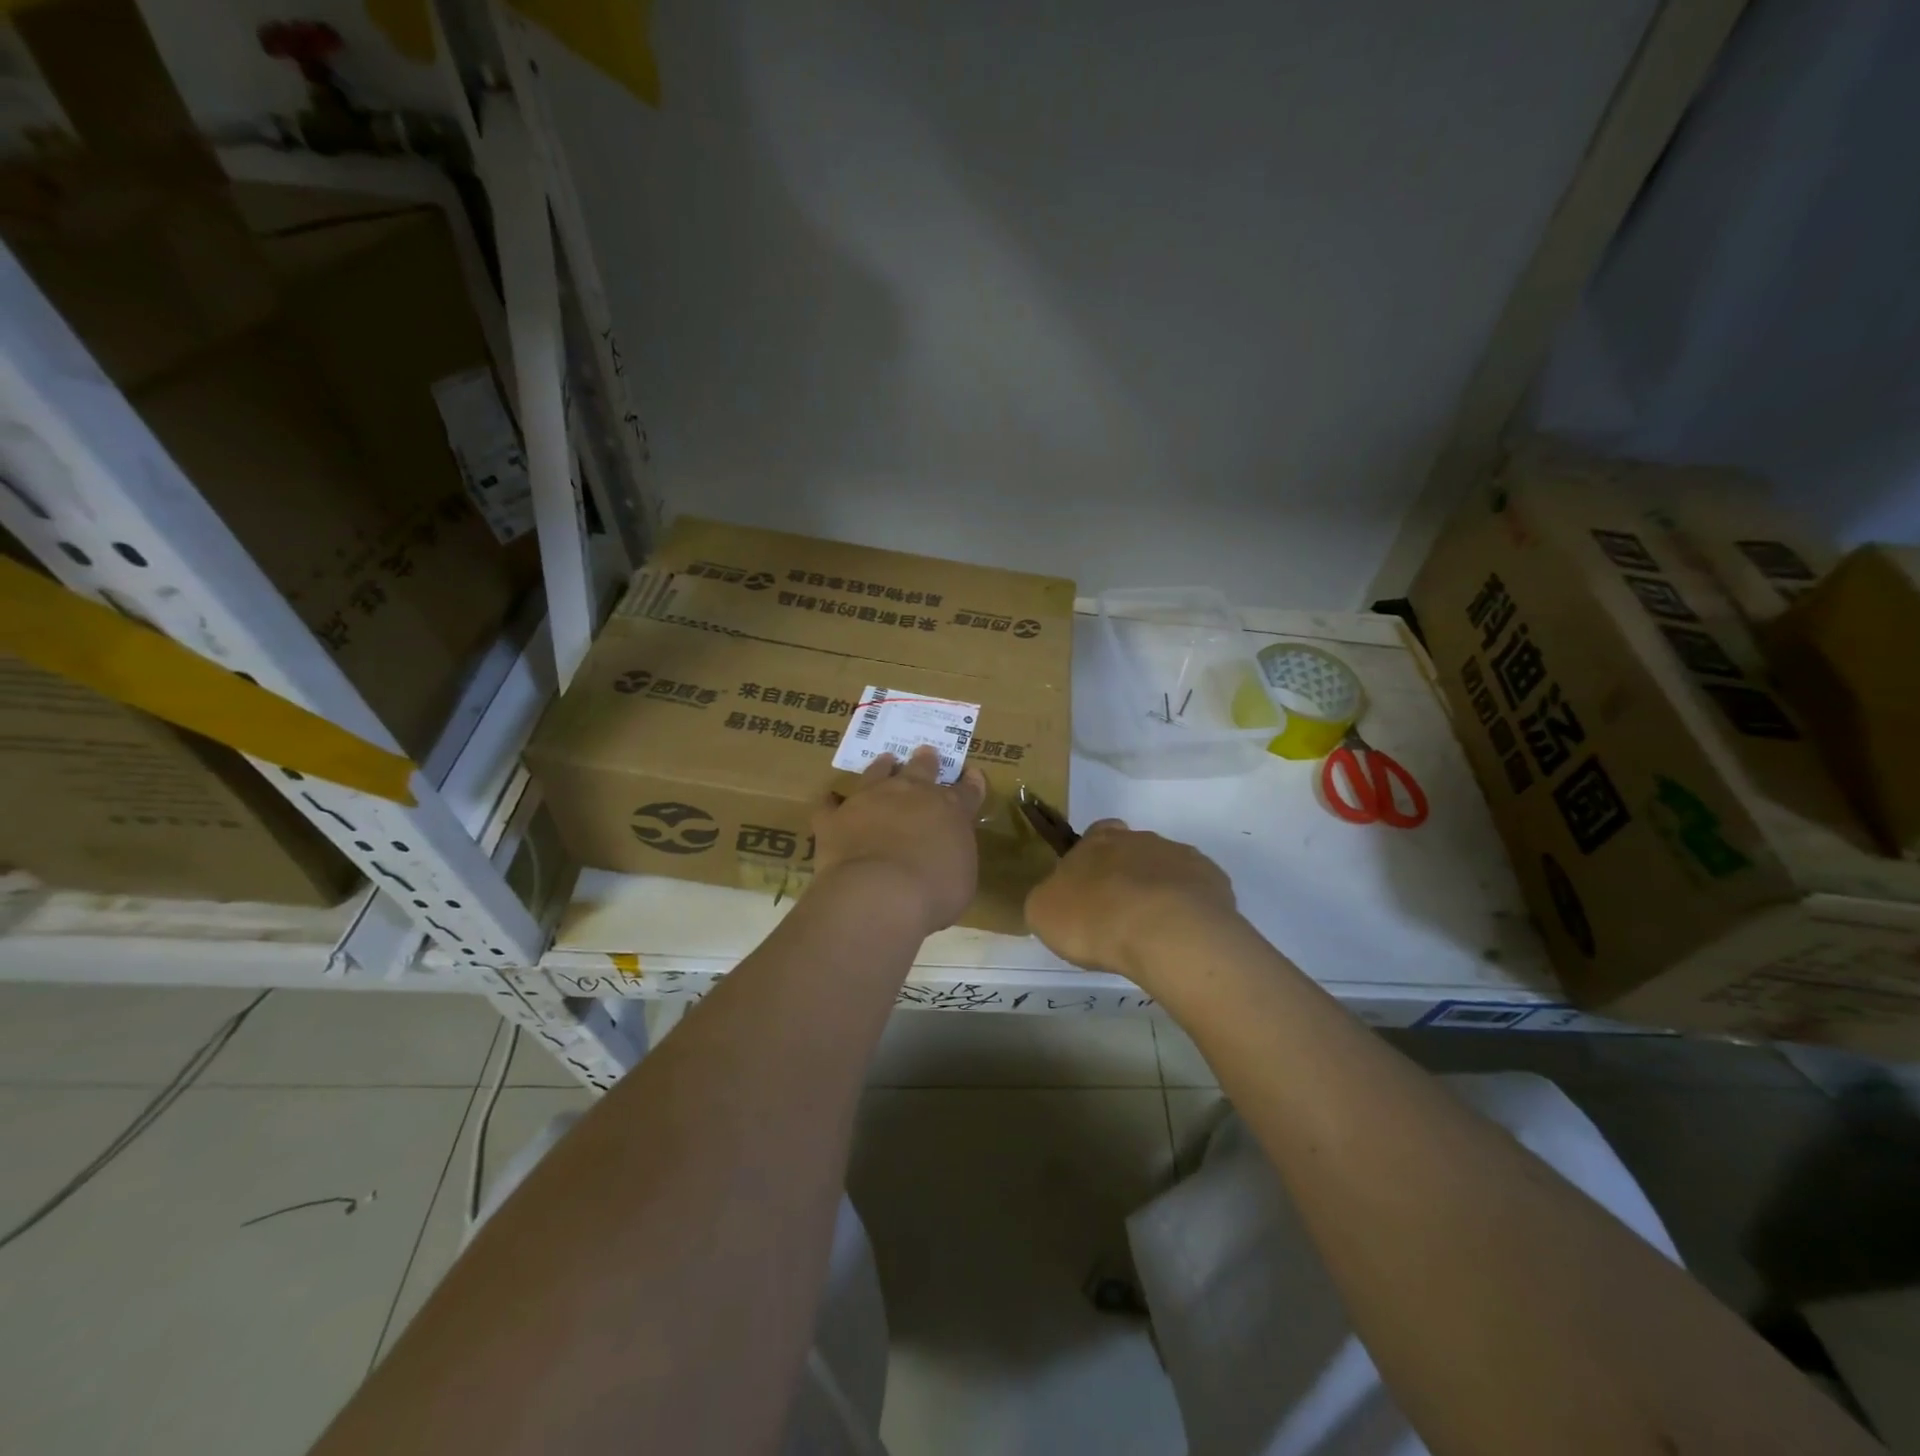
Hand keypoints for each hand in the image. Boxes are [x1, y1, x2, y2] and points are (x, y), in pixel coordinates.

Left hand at [813, 747, 987, 934]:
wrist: (879, 892)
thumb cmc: (934, 891)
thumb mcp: (962, 878)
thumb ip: (954, 857)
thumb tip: (946, 855)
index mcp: (949, 810)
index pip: (966, 791)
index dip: (971, 783)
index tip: (971, 773)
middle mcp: (910, 794)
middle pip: (921, 769)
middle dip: (926, 761)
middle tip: (926, 753)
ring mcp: (869, 800)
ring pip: (877, 773)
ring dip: (882, 767)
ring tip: (885, 760)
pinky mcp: (835, 818)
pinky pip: (830, 805)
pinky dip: (832, 804)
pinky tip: (831, 802)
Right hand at [1025, 820, 1239, 981]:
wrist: (1165, 932)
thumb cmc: (1094, 918)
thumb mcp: (1043, 912)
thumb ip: (1048, 898)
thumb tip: (1058, 899)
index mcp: (1098, 841)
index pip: (1096, 833)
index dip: (1094, 857)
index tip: (1091, 887)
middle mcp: (1141, 839)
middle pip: (1134, 852)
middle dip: (1129, 878)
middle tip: (1120, 916)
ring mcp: (1182, 857)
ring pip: (1168, 871)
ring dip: (1160, 894)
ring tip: (1153, 934)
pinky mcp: (1213, 882)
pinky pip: (1197, 894)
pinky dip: (1189, 911)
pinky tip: (1181, 938)